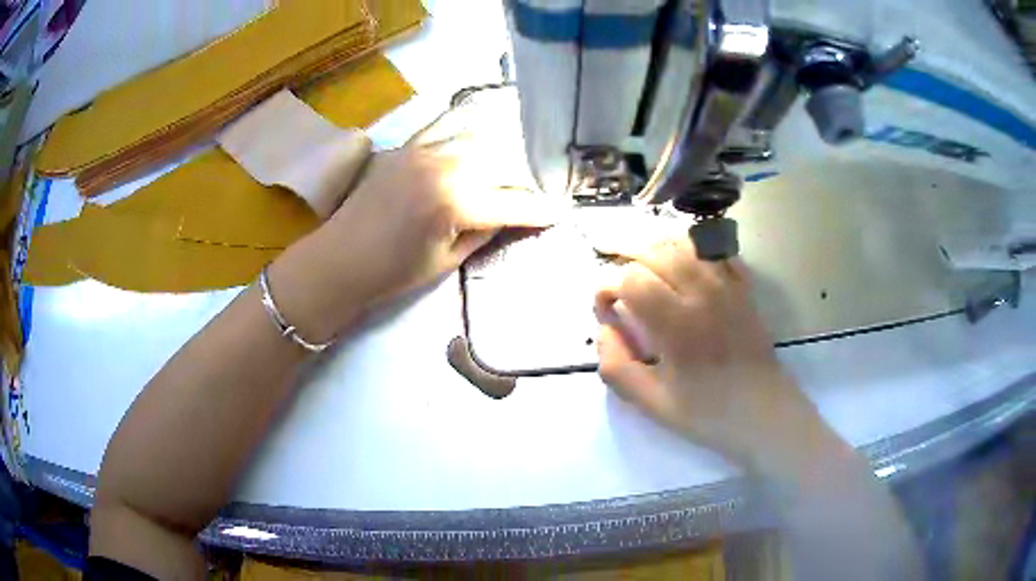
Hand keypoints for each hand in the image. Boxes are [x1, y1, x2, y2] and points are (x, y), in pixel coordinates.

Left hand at [269, 139, 558, 342]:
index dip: (540, 211)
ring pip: (478, 139)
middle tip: (532, 198)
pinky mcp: (406, 146)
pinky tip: (474, 138)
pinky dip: (464, 131)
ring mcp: (423, 150)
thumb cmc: (392, 273)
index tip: (559, 214)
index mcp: (455, 203)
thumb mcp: (448, 261)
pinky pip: (443, 127)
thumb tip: (507, 215)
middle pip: (501, 165)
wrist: (340, 259)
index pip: (512, 204)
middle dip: (523, 183)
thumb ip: (483, 231)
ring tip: (506, 172)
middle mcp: (444, 167)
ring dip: (499, 156)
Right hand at [595, 236, 822, 470]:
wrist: (763, 412)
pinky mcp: (743, 287)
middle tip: (614, 272)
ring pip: (684, 243)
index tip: (605, 307)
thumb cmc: (707, 412)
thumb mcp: (651, 403)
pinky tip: (681, 255)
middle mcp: (701, 294)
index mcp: (676, 324)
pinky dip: (693, 244)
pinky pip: (716, 249)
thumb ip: (617, 367)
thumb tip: (604, 329)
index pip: (630, 279)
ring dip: (655, 244)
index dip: (607, 286)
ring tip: (639, 256)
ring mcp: (726, 286)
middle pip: (654, 251)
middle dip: (624, 254)